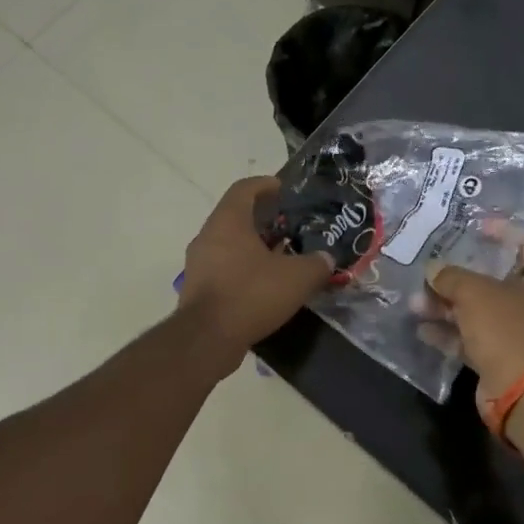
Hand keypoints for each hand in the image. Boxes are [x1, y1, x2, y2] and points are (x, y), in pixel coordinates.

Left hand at [178, 176, 334, 354]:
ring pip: (229, 243)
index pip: (244, 188)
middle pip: (236, 215)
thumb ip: (316, 264)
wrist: (207, 339)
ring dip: (253, 245)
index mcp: (228, 220)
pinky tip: (264, 283)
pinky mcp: (197, 287)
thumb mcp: (297, 278)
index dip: (265, 184)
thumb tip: (326, 259)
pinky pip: (223, 266)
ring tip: (281, 255)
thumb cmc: (251, 294)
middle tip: (289, 225)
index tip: (283, 188)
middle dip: (263, 218)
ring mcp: (198, 262)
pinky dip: (243, 267)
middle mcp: (208, 235)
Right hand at [422, 228, 523, 417]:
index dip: (502, 231)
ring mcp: (522, 331)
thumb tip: (433, 269)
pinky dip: (450, 332)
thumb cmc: (509, 327)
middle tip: (432, 266)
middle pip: (498, 277)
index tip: (474, 226)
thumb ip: (451, 276)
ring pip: (481, 310)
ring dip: (448, 305)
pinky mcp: (504, 356)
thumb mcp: (475, 292)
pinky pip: (473, 337)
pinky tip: (422, 328)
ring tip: (415, 302)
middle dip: (460, 274)